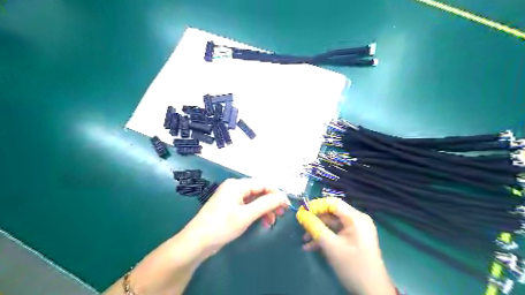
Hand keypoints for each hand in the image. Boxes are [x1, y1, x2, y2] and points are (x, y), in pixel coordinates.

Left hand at [183, 179, 290, 256]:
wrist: (197, 242)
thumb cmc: (222, 226)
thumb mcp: (246, 215)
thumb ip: (265, 204)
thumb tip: (282, 197)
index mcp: (237, 185)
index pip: (262, 184)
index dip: (276, 193)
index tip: (287, 205)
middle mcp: (234, 188)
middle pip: (259, 191)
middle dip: (271, 202)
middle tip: (281, 214)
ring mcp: (231, 197)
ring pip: (254, 200)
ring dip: (264, 209)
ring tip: (271, 222)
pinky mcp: (230, 207)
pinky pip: (248, 206)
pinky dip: (256, 213)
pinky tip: (262, 221)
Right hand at [297, 197, 395, 293]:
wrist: (372, 292)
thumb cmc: (352, 266)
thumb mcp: (330, 246)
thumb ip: (314, 227)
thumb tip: (300, 213)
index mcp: (356, 218)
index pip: (332, 203)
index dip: (316, 205)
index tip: (301, 211)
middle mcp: (357, 220)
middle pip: (332, 213)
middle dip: (315, 220)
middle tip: (301, 225)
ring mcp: (356, 230)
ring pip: (332, 225)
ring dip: (318, 231)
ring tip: (304, 240)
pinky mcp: (354, 239)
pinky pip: (336, 233)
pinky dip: (325, 238)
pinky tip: (311, 247)